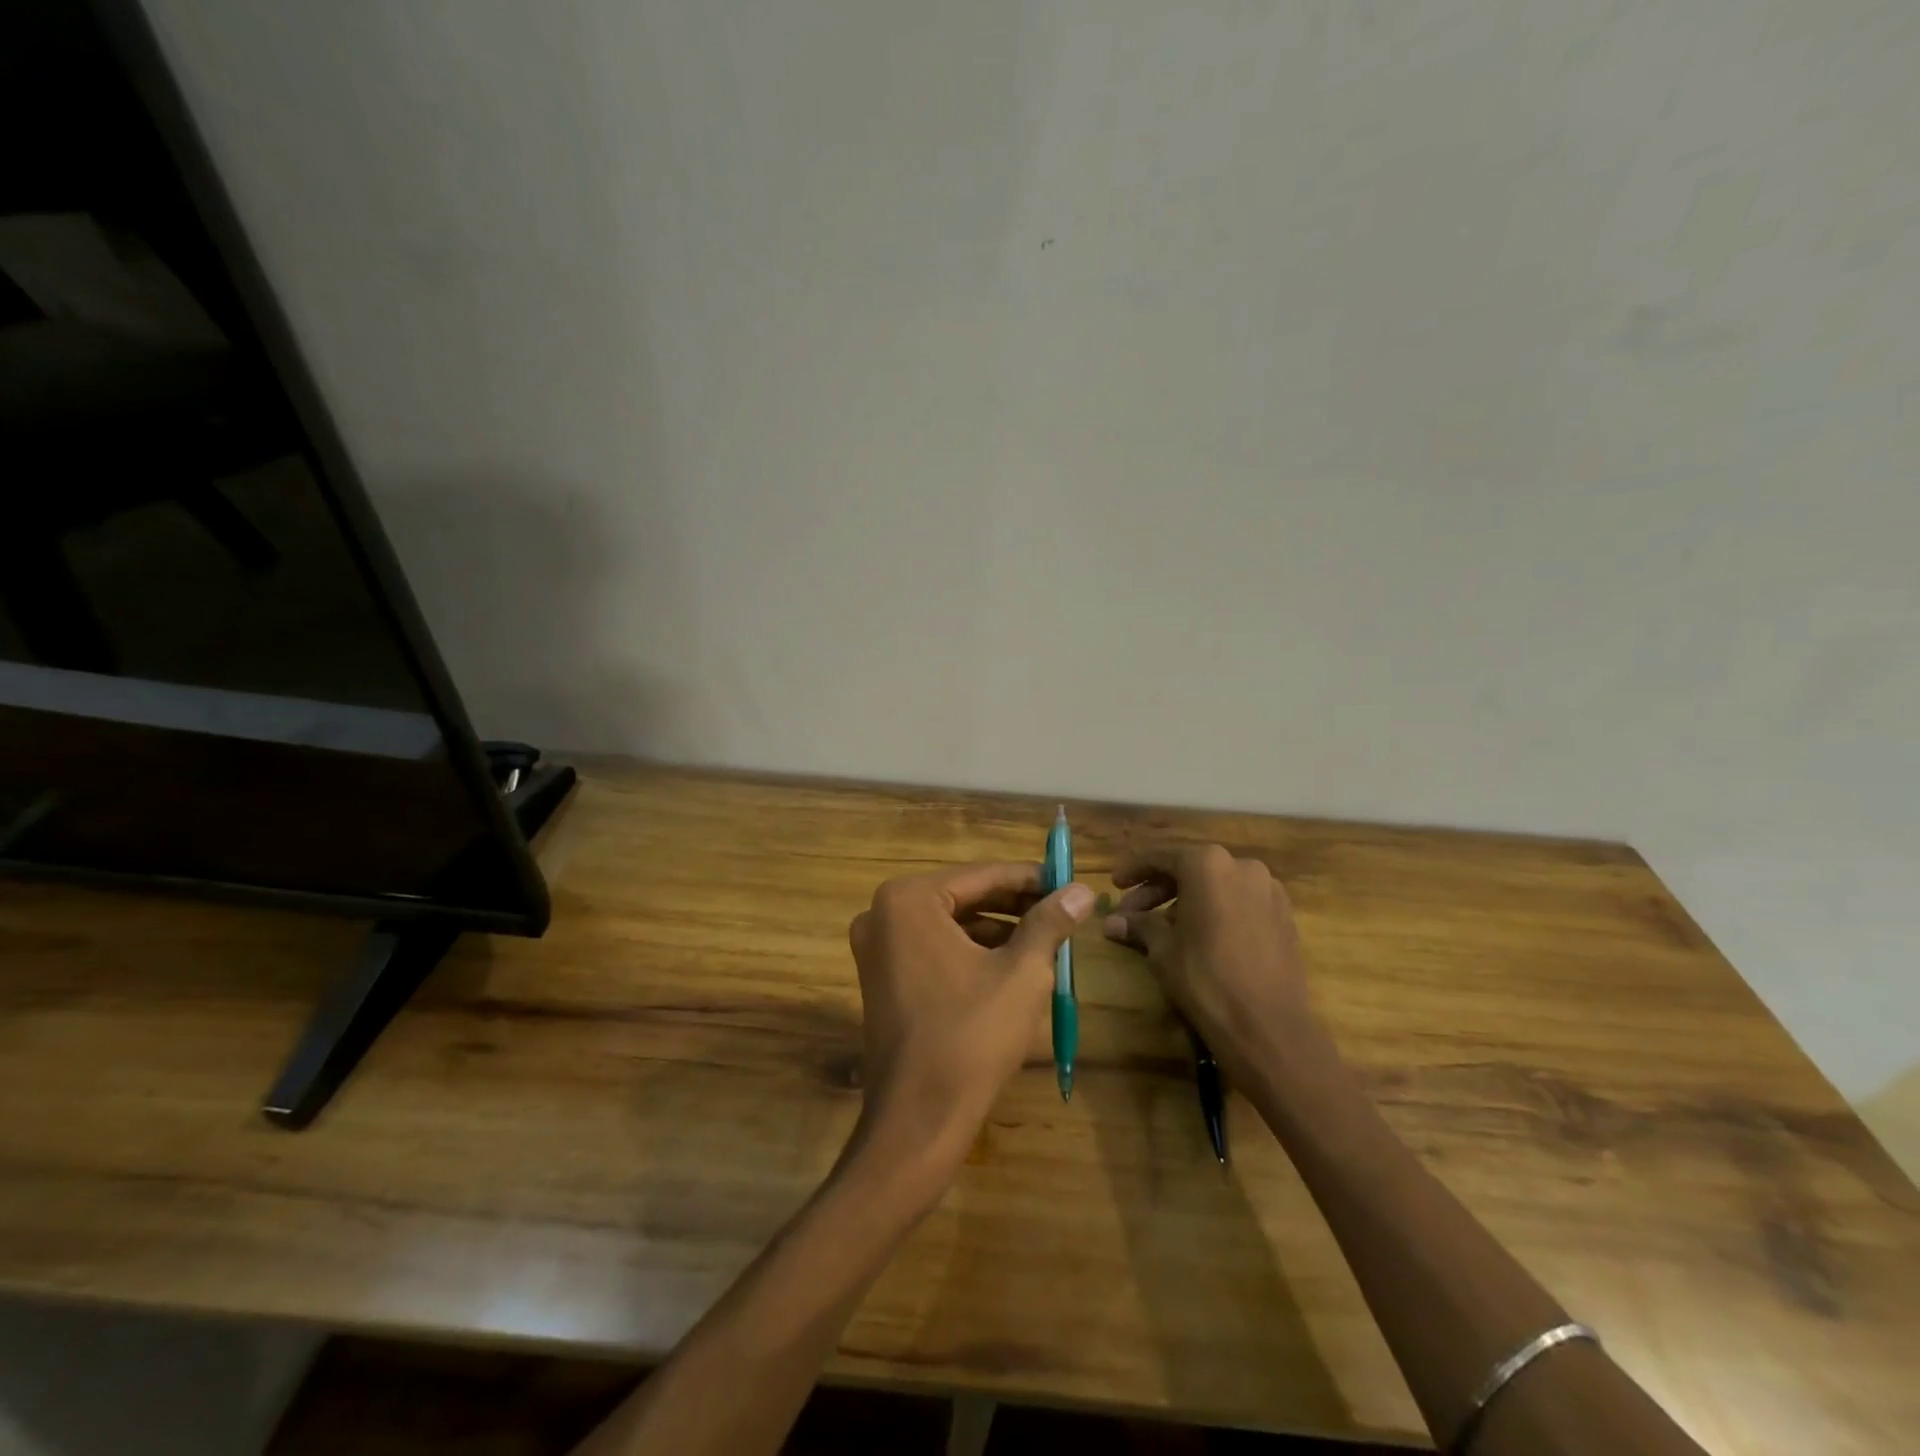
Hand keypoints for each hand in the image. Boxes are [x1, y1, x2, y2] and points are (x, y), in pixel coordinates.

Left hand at [848, 862, 1093, 1181]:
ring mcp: (877, 948)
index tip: (1068, 883)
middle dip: (1015, 906)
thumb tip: (1083, 890)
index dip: (1031, 879)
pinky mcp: (882, 979)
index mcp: (908, 900)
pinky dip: (973, 953)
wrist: (918, 1120)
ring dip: (998, 931)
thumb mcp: (1022, 973)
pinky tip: (1013, 967)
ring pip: (952, 925)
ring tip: (1047, 940)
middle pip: (965, 897)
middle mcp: (883, 914)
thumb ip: (1050, 923)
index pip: (983, 875)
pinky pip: (935, 950)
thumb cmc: (971, 1036)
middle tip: (1063, 911)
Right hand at [1101, 844, 1317, 1074]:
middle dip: (1158, 889)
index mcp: (1207, 864)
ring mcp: (1268, 890)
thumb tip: (1111, 922)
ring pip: (1217, 885)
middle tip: (1132, 913)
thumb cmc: (1205, 978)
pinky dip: (1216, 910)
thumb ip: (1139, 925)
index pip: (1161, 857)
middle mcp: (1241, 866)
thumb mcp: (1162, 950)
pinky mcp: (1284, 915)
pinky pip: (1240, 902)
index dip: (1134, 870)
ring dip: (1187, 900)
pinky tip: (1201, 936)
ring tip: (1164, 928)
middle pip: (1190, 869)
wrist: (1268, 1026)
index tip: (1114, 884)